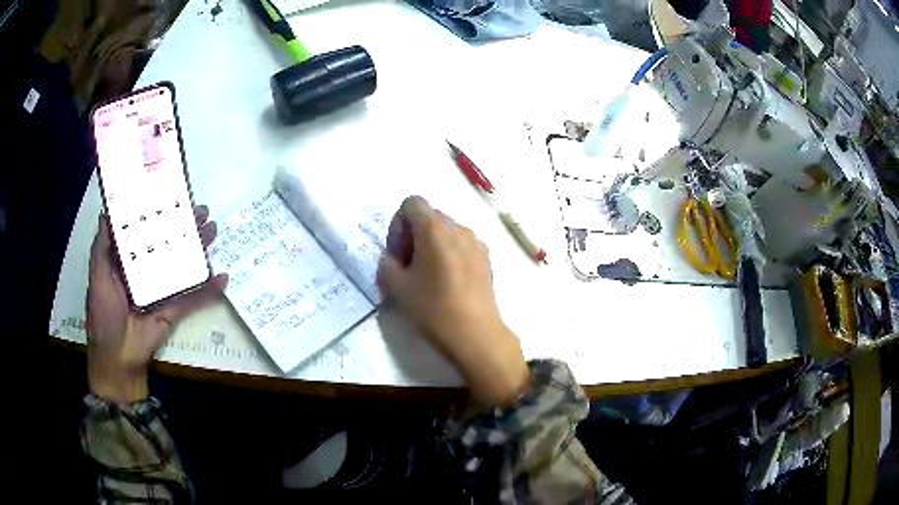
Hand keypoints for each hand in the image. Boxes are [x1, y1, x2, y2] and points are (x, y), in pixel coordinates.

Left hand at [87, 206, 226, 404]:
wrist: (118, 358)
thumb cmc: (103, 315)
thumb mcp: (98, 276)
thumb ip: (102, 247)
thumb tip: (106, 211)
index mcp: (128, 261)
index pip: (145, 231)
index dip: (158, 213)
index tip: (170, 195)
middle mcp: (147, 271)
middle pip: (168, 244)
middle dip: (185, 227)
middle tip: (201, 210)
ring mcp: (162, 290)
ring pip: (183, 265)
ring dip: (199, 249)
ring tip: (213, 230)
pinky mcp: (173, 310)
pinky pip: (193, 299)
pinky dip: (208, 290)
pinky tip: (222, 278)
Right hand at [378, 196, 529, 406]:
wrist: (476, 334)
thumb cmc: (433, 308)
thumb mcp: (396, 288)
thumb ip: (386, 264)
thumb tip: (393, 258)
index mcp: (434, 228)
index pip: (412, 203)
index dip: (398, 224)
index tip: (398, 253)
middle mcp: (458, 227)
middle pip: (429, 216)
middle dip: (413, 235)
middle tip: (408, 266)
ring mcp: (476, 242)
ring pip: (446, 231)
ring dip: (431, 244)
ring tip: (428, 276)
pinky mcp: (486, 258)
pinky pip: (461, 245)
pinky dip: (449, 253)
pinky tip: (448, 282)